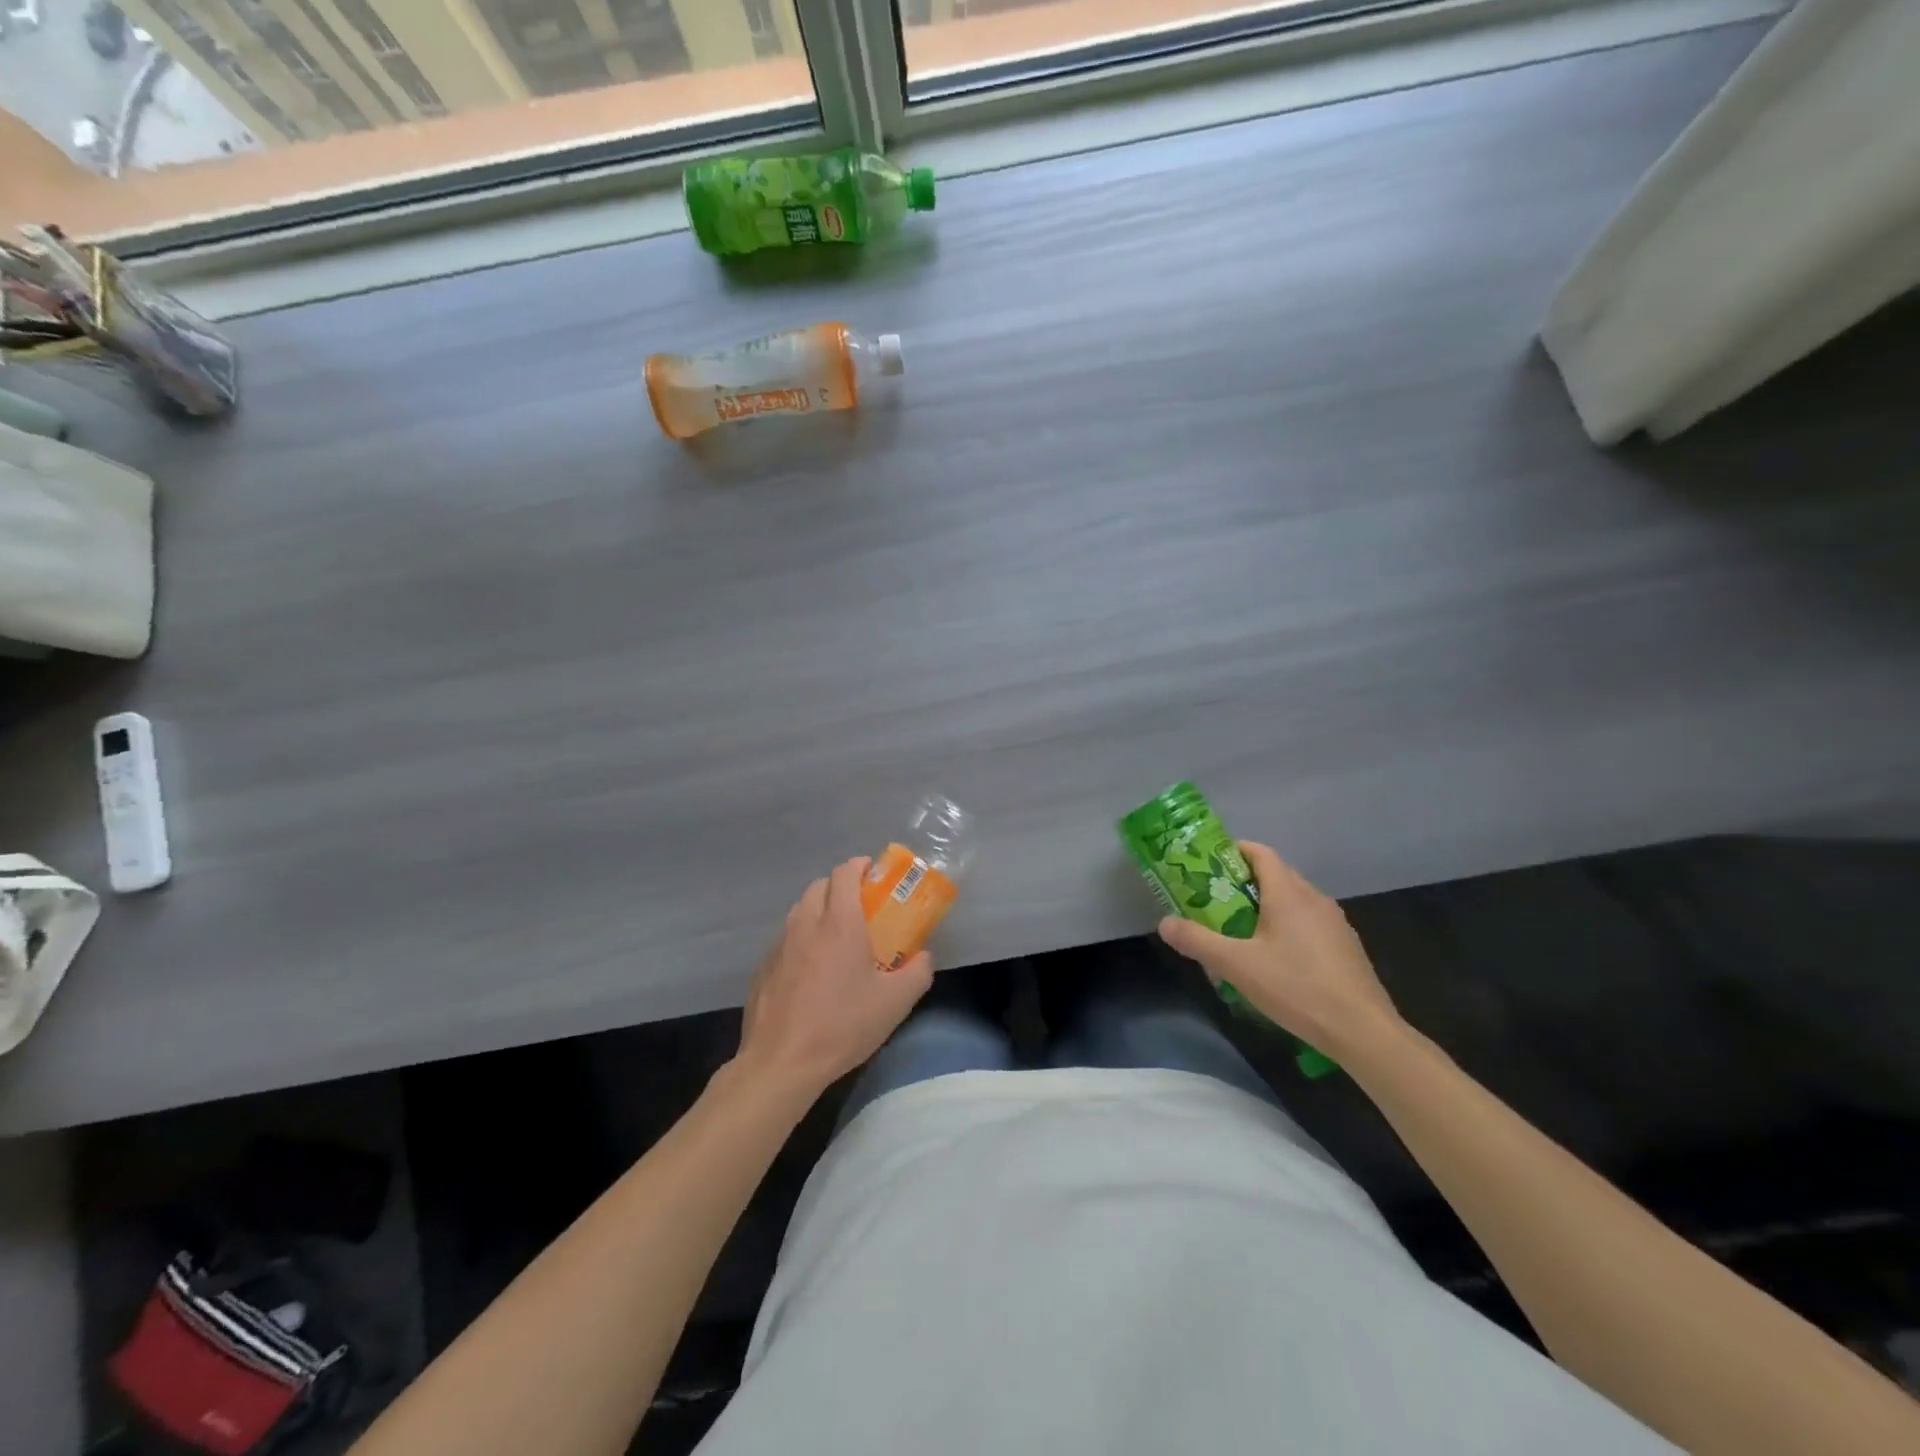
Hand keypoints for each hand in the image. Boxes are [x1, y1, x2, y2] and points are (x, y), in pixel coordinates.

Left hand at [736, 857, 933, 1097]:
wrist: (781, 1063)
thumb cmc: (843, 1025)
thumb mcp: (896, 1003)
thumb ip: (918, 972)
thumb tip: (924, 956)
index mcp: (839, 922)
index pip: (844, 872)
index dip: (859, 866)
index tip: (873, 874)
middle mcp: (805, 923)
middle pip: (819, 886)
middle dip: (839, 887)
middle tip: (860, 908)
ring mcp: (779, 945)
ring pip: (799, 911)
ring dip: (818, 911)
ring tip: (835, 937)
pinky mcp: (762, 968)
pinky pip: (785, 939)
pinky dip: (800, 940)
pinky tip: (810, 971)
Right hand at [1157, 841, 1400, 1058]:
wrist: (1363, 1031)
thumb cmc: (1297, 988)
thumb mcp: (1237, 965)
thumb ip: (1198, 941)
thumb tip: (1164, 923)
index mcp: (1289, 892)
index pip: (1259, 853)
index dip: (1232, 852)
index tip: (1208, 867)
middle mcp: (1314, 898)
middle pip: (1274, 876)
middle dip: (1242, 884)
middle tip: (1213, 903)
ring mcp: (1334, 922)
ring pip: (1292, 901)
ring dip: (1264, 908)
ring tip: (1238, 933)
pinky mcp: (1345, 947)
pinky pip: (1308, 924)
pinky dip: (1286, 929)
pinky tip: (1274, 961)